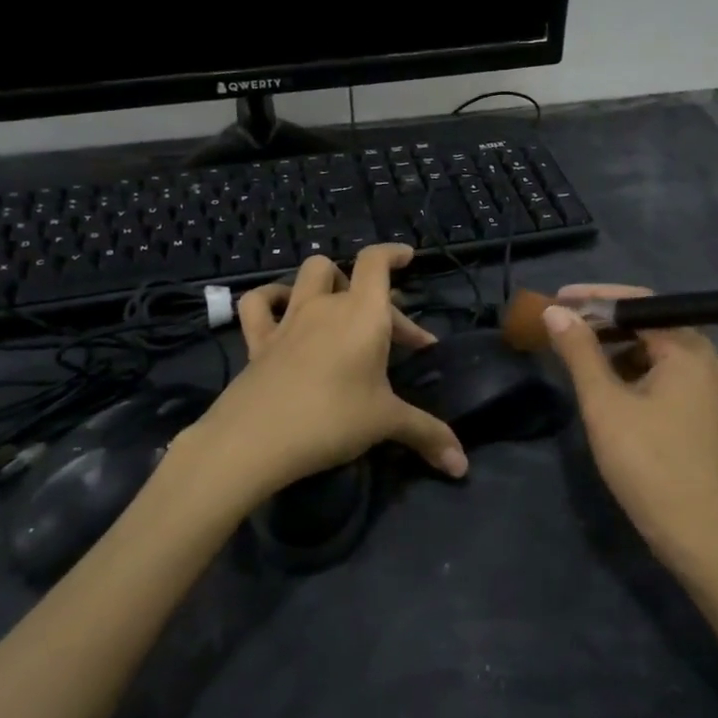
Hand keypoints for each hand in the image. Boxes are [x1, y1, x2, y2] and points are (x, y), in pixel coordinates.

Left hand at [181, 245, 468, 503]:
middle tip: (400, 342)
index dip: (393, 253)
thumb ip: (428, 434)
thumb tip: (462, 464)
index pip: (376, 262)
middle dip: (382, 303)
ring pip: (309, 275)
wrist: (256, 439)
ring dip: (329, 283)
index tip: (408, 257)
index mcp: (363, 313)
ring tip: (342, 308)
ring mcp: (288, 319)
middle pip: (354, 279)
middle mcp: (326, 305)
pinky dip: (271, 298)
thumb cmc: (332, 419)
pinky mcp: (258, 340)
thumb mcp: (386, 423)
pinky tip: (282, 309)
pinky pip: (259, 304)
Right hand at [543, 284, 717, 575]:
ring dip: (618, 348)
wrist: (695, 533)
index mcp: (690, 350)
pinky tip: (609, 385)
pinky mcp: (706, 412)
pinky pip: (667, 374)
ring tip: (578, 354)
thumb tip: (556, 312)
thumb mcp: (604, 403)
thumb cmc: (646, 462)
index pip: (640, 304)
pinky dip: (635, 371)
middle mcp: (709, 360)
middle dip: (605, 322)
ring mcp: (711, 388)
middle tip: (563, 324)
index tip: (559, 298)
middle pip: (651, 324)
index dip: (595, 297)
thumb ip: (579, 352)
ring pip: (658, 351)